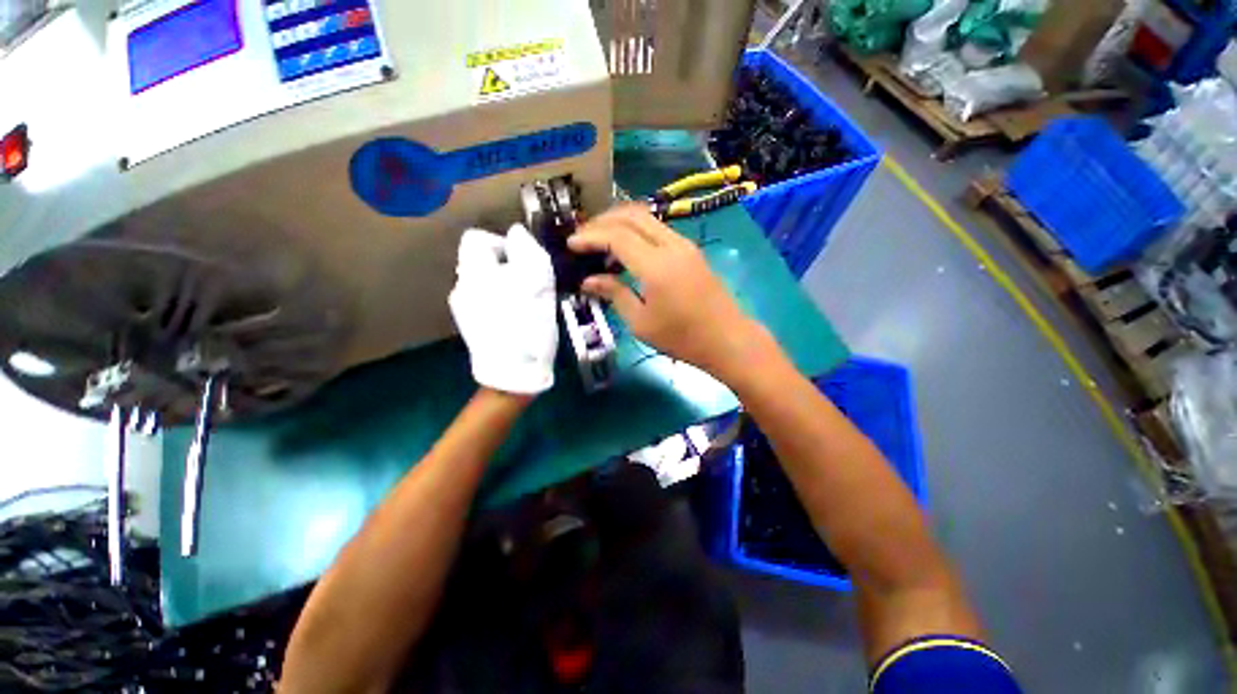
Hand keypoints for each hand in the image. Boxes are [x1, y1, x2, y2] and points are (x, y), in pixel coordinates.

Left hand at [449, 224, 557, 395]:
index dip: (502, 243)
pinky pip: (485, 301)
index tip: (523, 262)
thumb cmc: (527, 323)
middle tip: (530, 284)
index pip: (476, 238)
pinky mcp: (470, 325)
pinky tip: (515, 318)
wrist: (514, 371)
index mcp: (474, 271)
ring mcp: (463, 308)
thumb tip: (517, 232)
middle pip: (482, 261)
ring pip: (485, 282)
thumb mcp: (536, 280)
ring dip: (505, 285)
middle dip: (507, 266)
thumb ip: (527, 249)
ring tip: (525, 303)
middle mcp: (462, 286)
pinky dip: (500, 302)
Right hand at [568, 206, 772, 384]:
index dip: (590, 236)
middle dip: (602, 221)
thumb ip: (614, 294)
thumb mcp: (641, 322)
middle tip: (583, 237)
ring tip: (600, 242)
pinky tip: (626, 250)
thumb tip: (589, 280)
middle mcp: (671, 245)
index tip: (570, 244)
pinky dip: (636, 232)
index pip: (616, 236)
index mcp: (656, 265)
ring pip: (646, 218)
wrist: (727, 339)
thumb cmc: (682, 338)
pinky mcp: (691, 250)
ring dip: (620, 223)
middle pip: (631, 215)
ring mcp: (684, 245)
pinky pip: (658, 229)